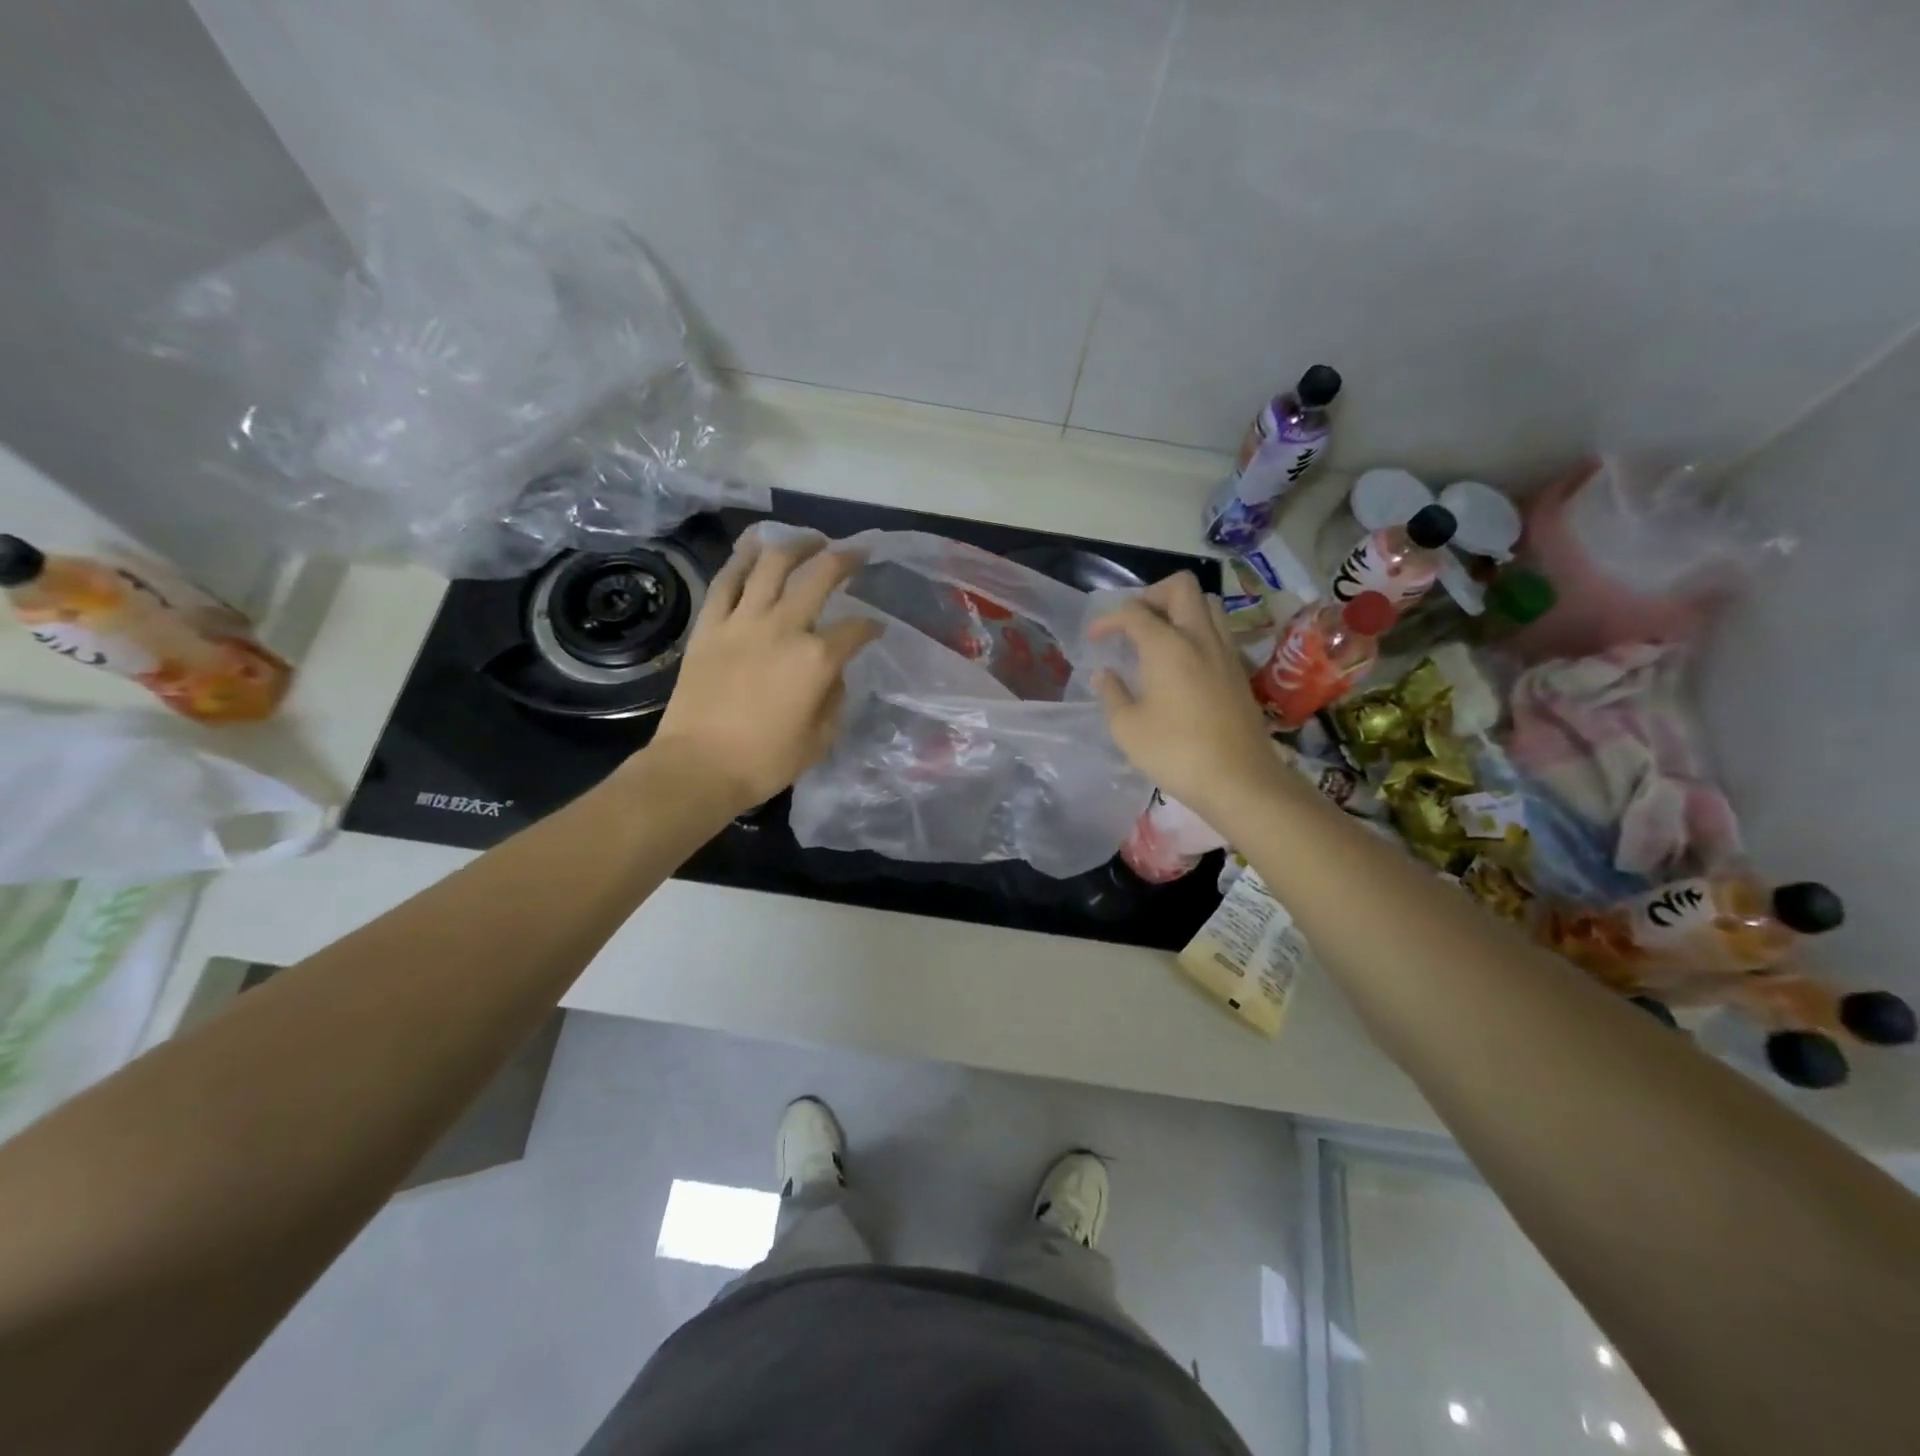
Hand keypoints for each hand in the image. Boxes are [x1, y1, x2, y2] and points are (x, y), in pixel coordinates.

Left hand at [644, 533, 882, 813]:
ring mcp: (743, 621)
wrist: (698, 767)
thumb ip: (834, 699)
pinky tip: (756, 546)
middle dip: (846, 559)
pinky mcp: (710, 625)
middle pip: (821, 576)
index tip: (876, 629)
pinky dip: (743, 557)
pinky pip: (727, 580)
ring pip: (773, 564)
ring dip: (797, 544)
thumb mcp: (820, 739)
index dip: (872, 627)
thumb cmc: (765, 761)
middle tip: (857, 553)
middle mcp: (784, 628)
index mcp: (818, 659)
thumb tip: (832, 675)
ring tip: (811, 540)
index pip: (856, 630)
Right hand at [1088, 572, 1279, 813]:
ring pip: (1207, 605)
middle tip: (1133, 623)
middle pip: (1181, 587)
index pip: (1133, 612)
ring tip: (1158, 638)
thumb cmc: (1175, 752)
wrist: (1239, 779)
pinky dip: (1196, 632)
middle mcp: (1199, 637)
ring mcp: (1225, 652)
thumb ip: (1111, 693)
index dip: (1108, 619)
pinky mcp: (1238, 671)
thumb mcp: (1127, 728)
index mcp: (1167, 645)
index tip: (1094, 638)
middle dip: (1151, 595)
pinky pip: (1217, 632)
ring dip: (1179, 610)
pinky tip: (1181, 663)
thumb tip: (1104, 674)